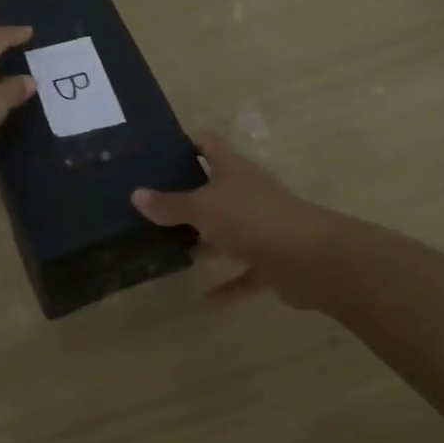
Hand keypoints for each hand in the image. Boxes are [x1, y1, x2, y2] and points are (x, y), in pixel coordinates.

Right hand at [131, 131, 331, 303]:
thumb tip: (136, 195)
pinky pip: (244, 271)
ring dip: (206, 240)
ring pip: (229, 229)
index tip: (159, 152)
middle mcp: (248, 191)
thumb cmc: (249, 218)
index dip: (187, 143)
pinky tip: (206, 299)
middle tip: (153, 205)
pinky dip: (228, 284)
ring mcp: (262, 225)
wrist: (307, 258)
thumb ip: (170, 205)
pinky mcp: (272, 258)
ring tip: (171, 247)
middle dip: (188, 196)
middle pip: (216, 187)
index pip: (208, 144)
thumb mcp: (202, 208)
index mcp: (233, 168)